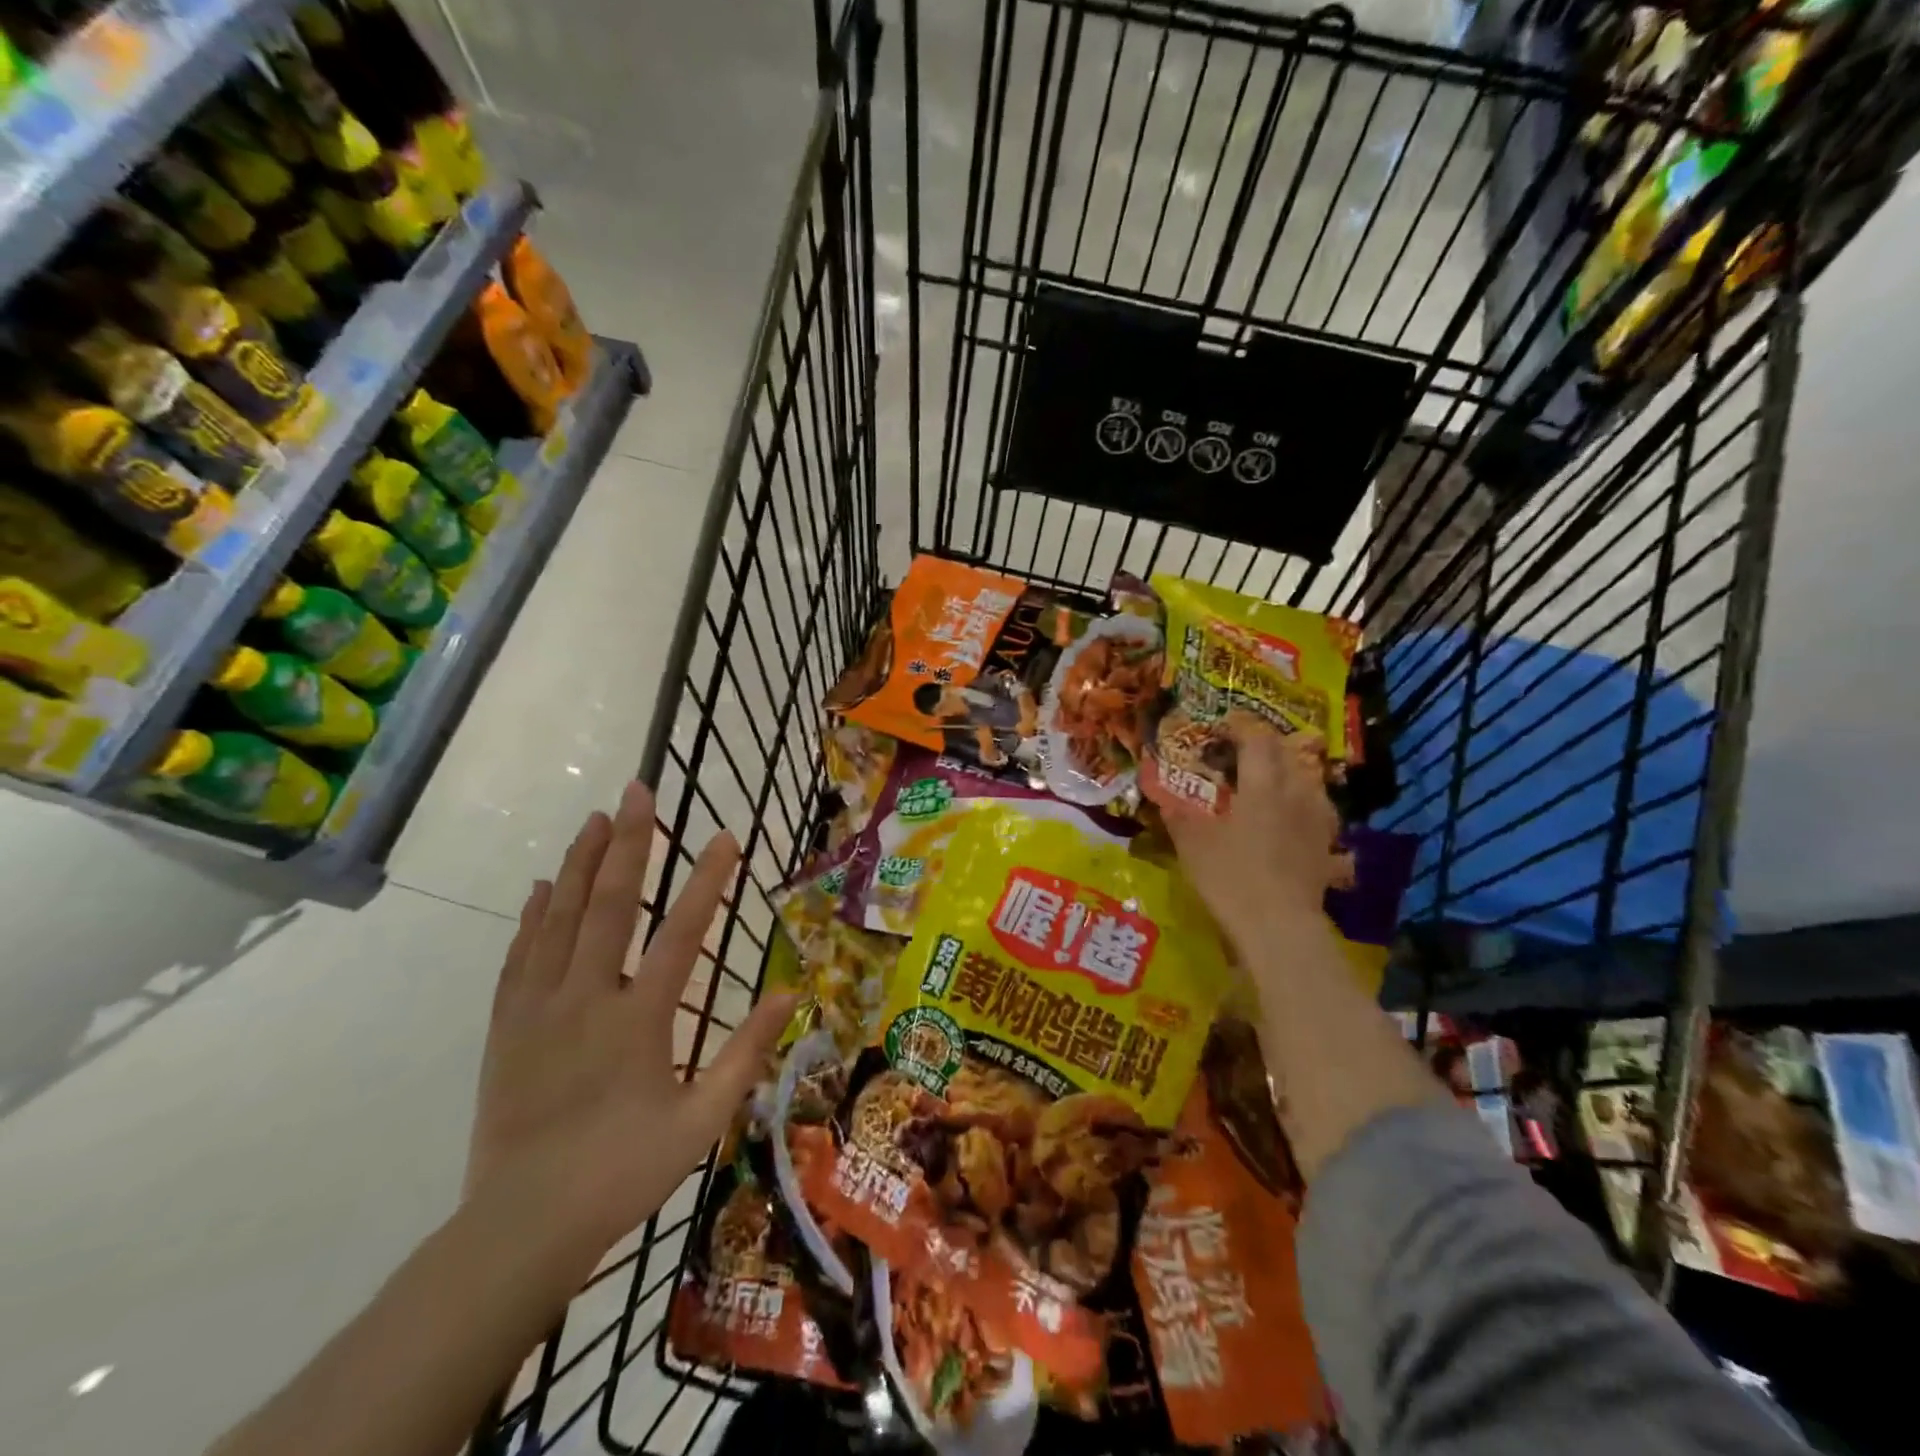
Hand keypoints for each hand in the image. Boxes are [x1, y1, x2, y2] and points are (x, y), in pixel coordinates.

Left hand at [465, 782, 798, 1269]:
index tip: (725, 836)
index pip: (681, 933)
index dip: (707, 881)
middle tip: (637, 791)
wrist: (521, 1228)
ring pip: (559, 919)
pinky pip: (521, 956)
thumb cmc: (623, 1172)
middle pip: (609, 905)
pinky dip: (533, 916)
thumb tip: (792, 993)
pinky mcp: (506, 1027)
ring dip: (579, 864)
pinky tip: (542, 887)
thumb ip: (746, 1052)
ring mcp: (539, 1009)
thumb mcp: (702, 1119)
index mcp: (639, 1019)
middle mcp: (586, 998)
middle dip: (629, 843)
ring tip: (595, 818)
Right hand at [1161, 725, 1345, 945]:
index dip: (1240, 725)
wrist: (1278, 926)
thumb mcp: (1191, 843)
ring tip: (1272, 781)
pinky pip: (1321, 816)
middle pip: (1288, 754)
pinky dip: (1308, 810)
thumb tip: (1160, 793)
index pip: (1257, 738)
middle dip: (1266, 745)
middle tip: (1243, 750)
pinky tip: (1299, 822)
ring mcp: (1318, 822)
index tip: (1222, 725)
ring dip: (1291, 773)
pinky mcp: (1328, 849)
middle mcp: (1296, 794)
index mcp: (1262, 785)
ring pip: (1310, 782)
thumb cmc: (1231, 876)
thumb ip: (1176, 813)